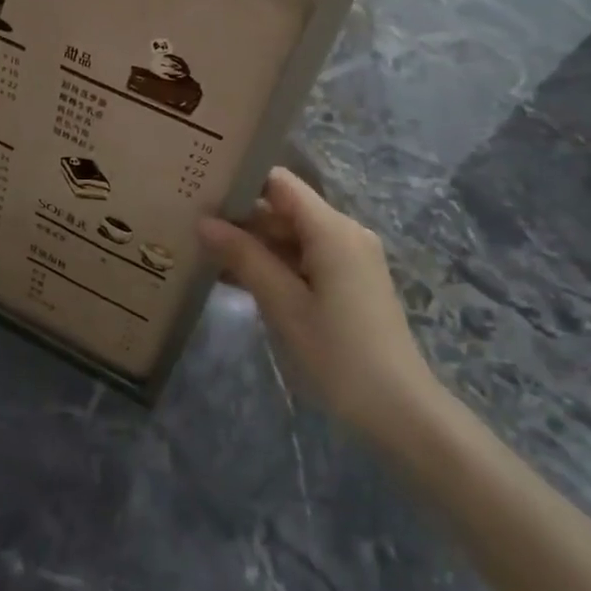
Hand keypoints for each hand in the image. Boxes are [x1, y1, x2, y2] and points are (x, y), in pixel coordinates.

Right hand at [200, 168, 442, 444]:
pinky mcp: (350, 281)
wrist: (399, 410)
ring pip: (293, 235)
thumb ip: (244, 257)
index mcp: (332, 229)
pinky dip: (275, 264)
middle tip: (191, 224)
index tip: (201, 189)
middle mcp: (345, 232)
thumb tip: (204, 221)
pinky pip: (306, 258)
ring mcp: (350, 257)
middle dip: (241, 216)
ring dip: (254, 244)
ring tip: (203, 249)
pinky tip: (236, 279)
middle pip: (285, 208)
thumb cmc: (338, 354)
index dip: (240, 180)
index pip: (279, 183)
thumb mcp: (283, 305)